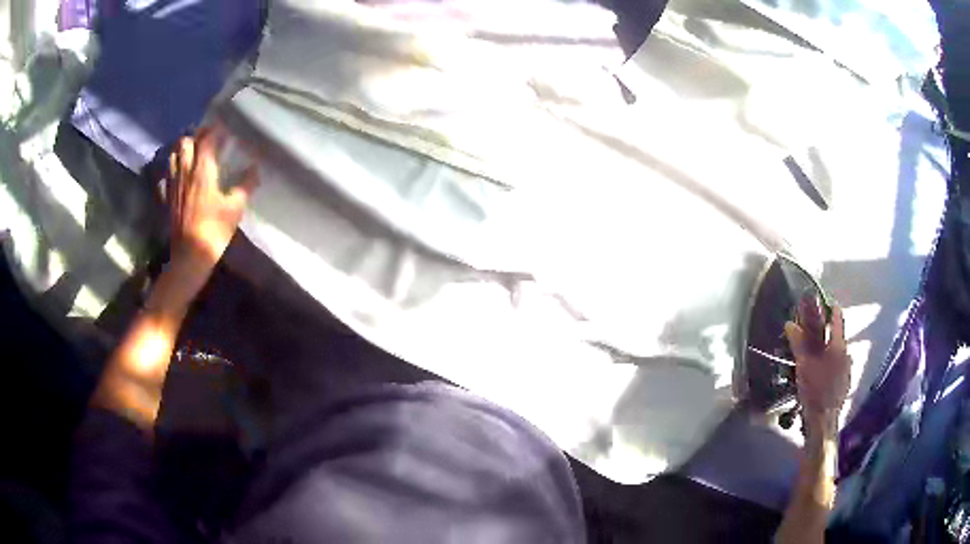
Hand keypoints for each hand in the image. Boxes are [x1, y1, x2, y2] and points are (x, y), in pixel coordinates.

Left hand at [167, 125, 257, 274]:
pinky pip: (166, 175)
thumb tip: (255, 168)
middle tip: (208, 139)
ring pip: (173, 155)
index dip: (216, 130)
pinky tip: (178, 174)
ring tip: (193, 152)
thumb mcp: (235, 209)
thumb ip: (245, 185)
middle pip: (186, 141)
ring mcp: (173, 184)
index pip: (207, 138)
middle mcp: (185, 171)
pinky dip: (172, 169)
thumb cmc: (214, 230)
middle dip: (196, 136)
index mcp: (203, 169)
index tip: (225, 128)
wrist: (189, 257)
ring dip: (182, 149)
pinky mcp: (167, 197)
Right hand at [784, 297, 850, 437]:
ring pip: (837, 353)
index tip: (823, 302)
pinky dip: (829, 364)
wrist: (823, 421)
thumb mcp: (804, 365)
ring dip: (827, 349)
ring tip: (816, 354)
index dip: (830, 309)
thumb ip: (798, 343)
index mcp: (838, 346)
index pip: (837, 319)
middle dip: (826, 332)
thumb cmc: (815, 390)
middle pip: (836, 336)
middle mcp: (846, 355)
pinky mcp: (843, 385)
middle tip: (814, 331)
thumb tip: (790, 323)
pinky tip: (821, 373)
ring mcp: (846, 371)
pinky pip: (837, 367)